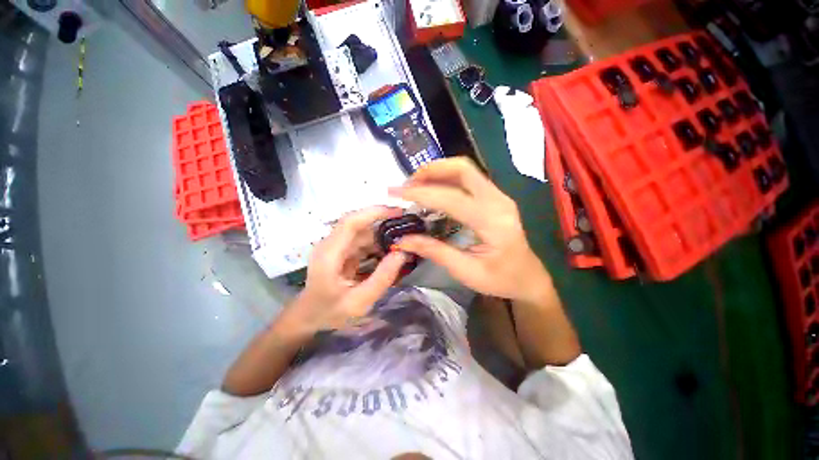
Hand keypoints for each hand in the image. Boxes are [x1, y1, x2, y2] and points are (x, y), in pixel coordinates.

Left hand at [280, 206, 407, 336]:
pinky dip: (377, 244)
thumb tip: (402, 253)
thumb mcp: (360, 302)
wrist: (309, 317)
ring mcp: (335, 247)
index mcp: (330, 254)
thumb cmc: (330, 312)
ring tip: (403, 243)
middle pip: (359, 224)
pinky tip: (390, 253)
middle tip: (408, 229)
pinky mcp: (341, 251)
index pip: (351, 222)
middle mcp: (330, 244)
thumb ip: (382, 278)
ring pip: (362, 232)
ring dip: (382, 236)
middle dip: (384, 223)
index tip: (398, 211)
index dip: (374, 212)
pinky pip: (362, 241)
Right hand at [389, 158, 552, 304]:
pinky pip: (469, 178)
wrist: (528, 277)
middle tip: (408, 184)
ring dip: (438, 171)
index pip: (452, 198)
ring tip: (415, 184)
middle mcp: (498, 201)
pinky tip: (433, 189)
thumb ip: (434, 251)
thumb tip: (402, 240)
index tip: (396, 193)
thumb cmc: (500, 280)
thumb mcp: (465, 271)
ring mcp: (499, 196)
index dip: (421, 193)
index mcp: (493, 222)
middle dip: (431, 171)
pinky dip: (447, 178)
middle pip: (463, 169)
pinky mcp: (495, 197)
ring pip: (466, 169)